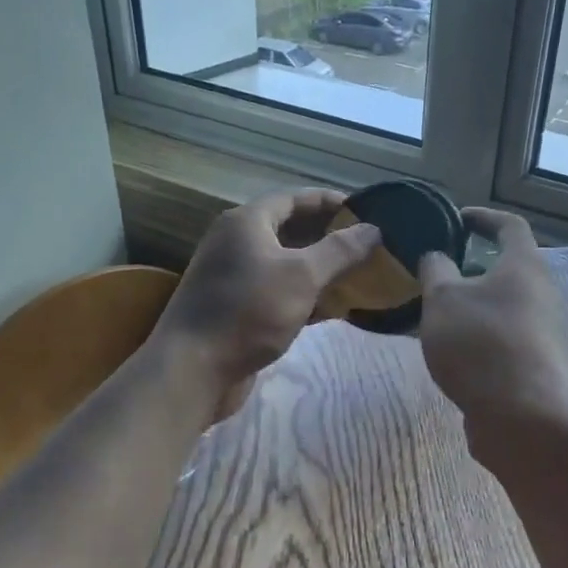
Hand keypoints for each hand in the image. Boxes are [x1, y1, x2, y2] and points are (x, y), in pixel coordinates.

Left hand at [154, 190, 379, 397]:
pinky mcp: (237, 308)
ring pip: (286, 263)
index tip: (365, 210)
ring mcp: (235, 277)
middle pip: (290, 229)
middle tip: (367, 244)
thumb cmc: (249, 311)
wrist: (193, 369)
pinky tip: (333, 308)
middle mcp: (237, 243)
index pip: (294, 198)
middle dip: (328, 235)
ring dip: (319, 267)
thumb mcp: (302, 276)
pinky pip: (278, 291)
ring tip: (358, 273)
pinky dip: (305, 295)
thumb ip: (339, 250)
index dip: (330, 201)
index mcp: (247, 222)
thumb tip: (373, 229)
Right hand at [416, 208, 567, 462]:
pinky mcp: (537, 362)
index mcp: (524, 265)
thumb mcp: (443, 299)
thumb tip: (437, 257)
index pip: (509, 225)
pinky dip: (480, 333)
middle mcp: (541, 292)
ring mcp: (543, 330)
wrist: (523, 417)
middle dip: (474, 266)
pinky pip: (505, 335)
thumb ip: (435, 270)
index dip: (483, 217)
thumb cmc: (481, 344)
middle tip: (439, 271)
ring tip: (437, 313)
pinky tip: (453, 350)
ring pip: (506, 304)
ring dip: (475, 303)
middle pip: (510, 267)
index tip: (456, 219)